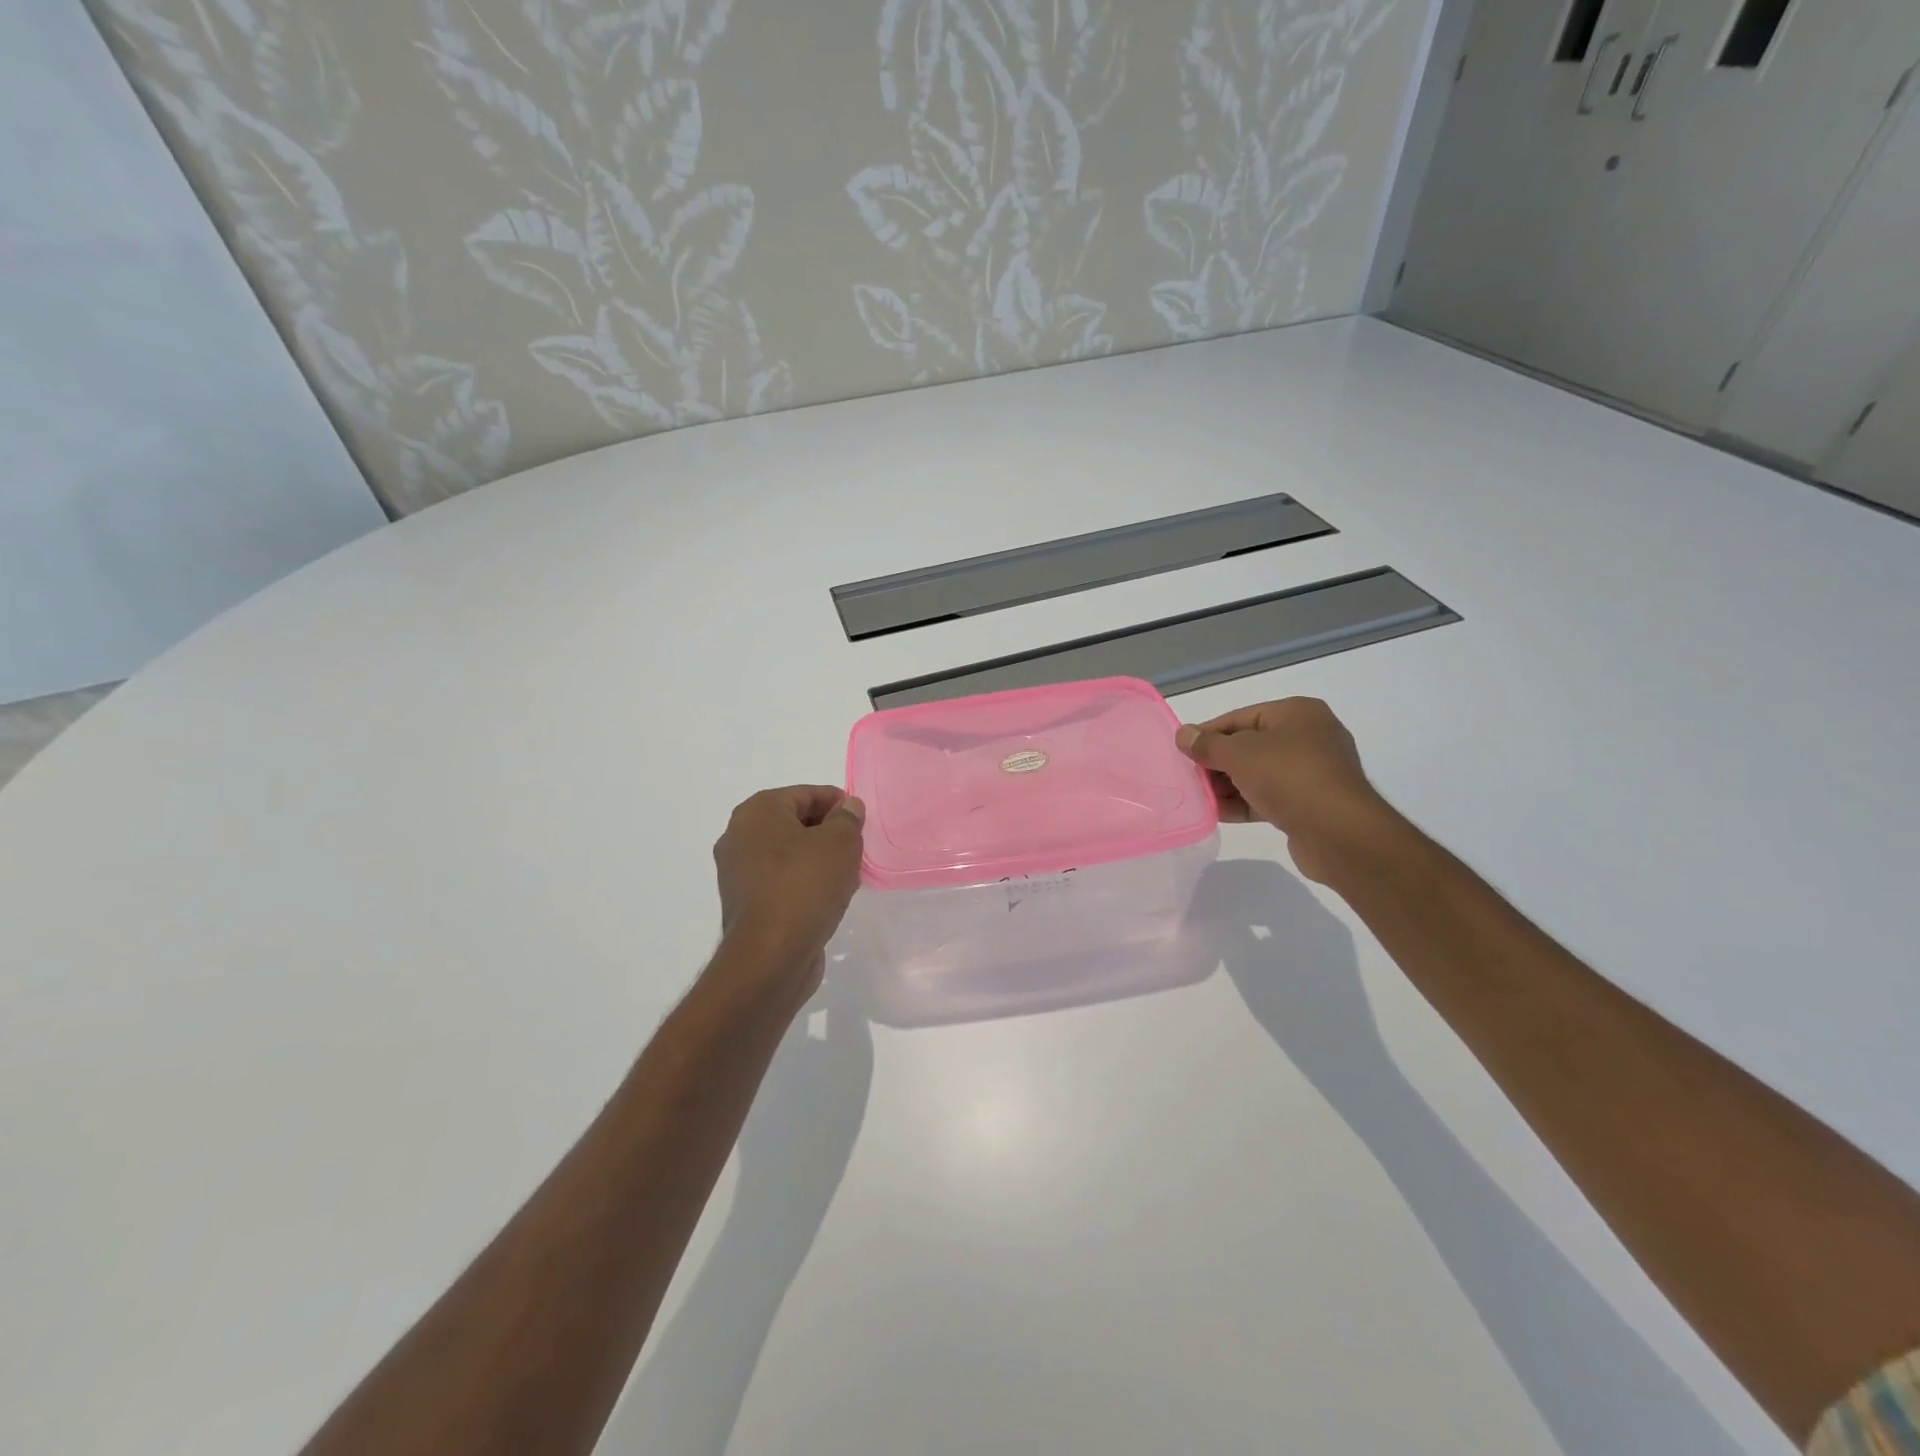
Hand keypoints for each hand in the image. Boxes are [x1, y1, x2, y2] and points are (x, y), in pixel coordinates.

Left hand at [711, 786, 866, 995]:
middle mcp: (739, 837)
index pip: (805, 794)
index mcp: (757, 812)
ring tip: (848, 875)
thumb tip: (848, 807)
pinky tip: (829, 898)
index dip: (838, 803)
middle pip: (795, 822)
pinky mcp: (746, 904)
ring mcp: (739, 873)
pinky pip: (782, 881)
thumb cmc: (805, 886)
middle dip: (828, 832)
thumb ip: (848, 818)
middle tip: (858, 847)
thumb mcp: (840, 843)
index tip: (862, 819)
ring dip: (818, 860)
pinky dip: (805, 883)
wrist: (771, 957)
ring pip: (789, 854)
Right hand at [1175, 698, 1396, 883]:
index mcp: (1297, 713)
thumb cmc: (1288, 777)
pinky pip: (1269, 797)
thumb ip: (1207, 744)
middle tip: (1188, 778)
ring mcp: (1312, 772)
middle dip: (1216, 763)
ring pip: (1258, 774)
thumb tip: (1183, 734)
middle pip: (1248, 746)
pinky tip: (1217, 814)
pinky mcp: (1310, 803)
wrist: (1339, 832)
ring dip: (1227, 786)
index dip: (1208, 734)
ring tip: (1198, 798)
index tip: (1182, 751)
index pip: (1240, 717)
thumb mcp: (1239, 754)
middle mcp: (1308, 737)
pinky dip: (1244, 802)